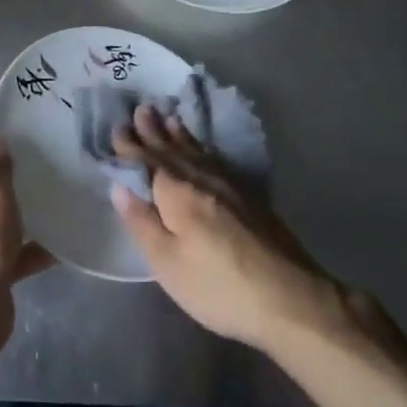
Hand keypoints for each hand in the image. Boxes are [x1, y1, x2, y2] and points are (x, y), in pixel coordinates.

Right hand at [110, 105, 372, 357]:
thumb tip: (119, 186)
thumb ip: (142, 222)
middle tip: (142, 109)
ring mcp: (229, 185)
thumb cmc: (218, 286)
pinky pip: (216, 159)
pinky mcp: (250, 197)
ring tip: (169, 118)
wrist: (289, 298)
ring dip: (179, 134)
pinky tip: (204, 150)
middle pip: (172, 149)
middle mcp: (201, 179)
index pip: (146, 161)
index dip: (130, 146)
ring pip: (197, 151)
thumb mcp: (167, 263)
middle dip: (154, 130)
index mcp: (176, 192)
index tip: (117, 127)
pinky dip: (203, 148)